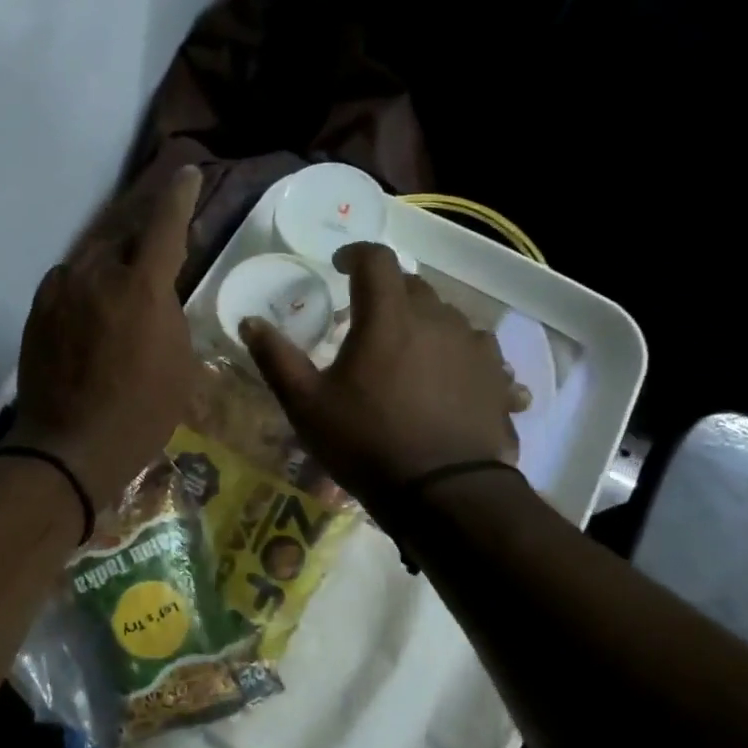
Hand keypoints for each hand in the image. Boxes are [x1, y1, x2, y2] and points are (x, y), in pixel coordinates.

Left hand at [4, 166, 202, 510]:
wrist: (69, 448)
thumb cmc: (141, 413)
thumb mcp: (178, 363)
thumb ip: (169, 313)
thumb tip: (155, 292)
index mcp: (142, 287)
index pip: (165, 224)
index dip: (179, 196)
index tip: (186, 175)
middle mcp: (98, 275)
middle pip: (124, 233)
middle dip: (145, 229)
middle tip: (160, 234)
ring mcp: (61, 290)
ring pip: (94, 255)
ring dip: (114, 256)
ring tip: (127, 272)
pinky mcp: (38, 309)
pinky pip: (70, 279)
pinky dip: (88, 281)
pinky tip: (95, 302)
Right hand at [240, 243, 524, 508]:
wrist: (443, 493)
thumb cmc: (366, 443)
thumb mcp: (307, 405)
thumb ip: (277, 359)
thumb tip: (250, 322)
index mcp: (388, 317)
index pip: (376, 259)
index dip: (355, 254)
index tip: (339, 266)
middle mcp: (437, 319)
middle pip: (413, 286)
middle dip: (388, 292)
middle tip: (368, 320)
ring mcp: (474, 347)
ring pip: (447, 317)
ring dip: (424, 323)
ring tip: (409, 353)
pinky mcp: (497, 378)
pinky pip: (478, 352)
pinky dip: (459, 355)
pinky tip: (453, 379)